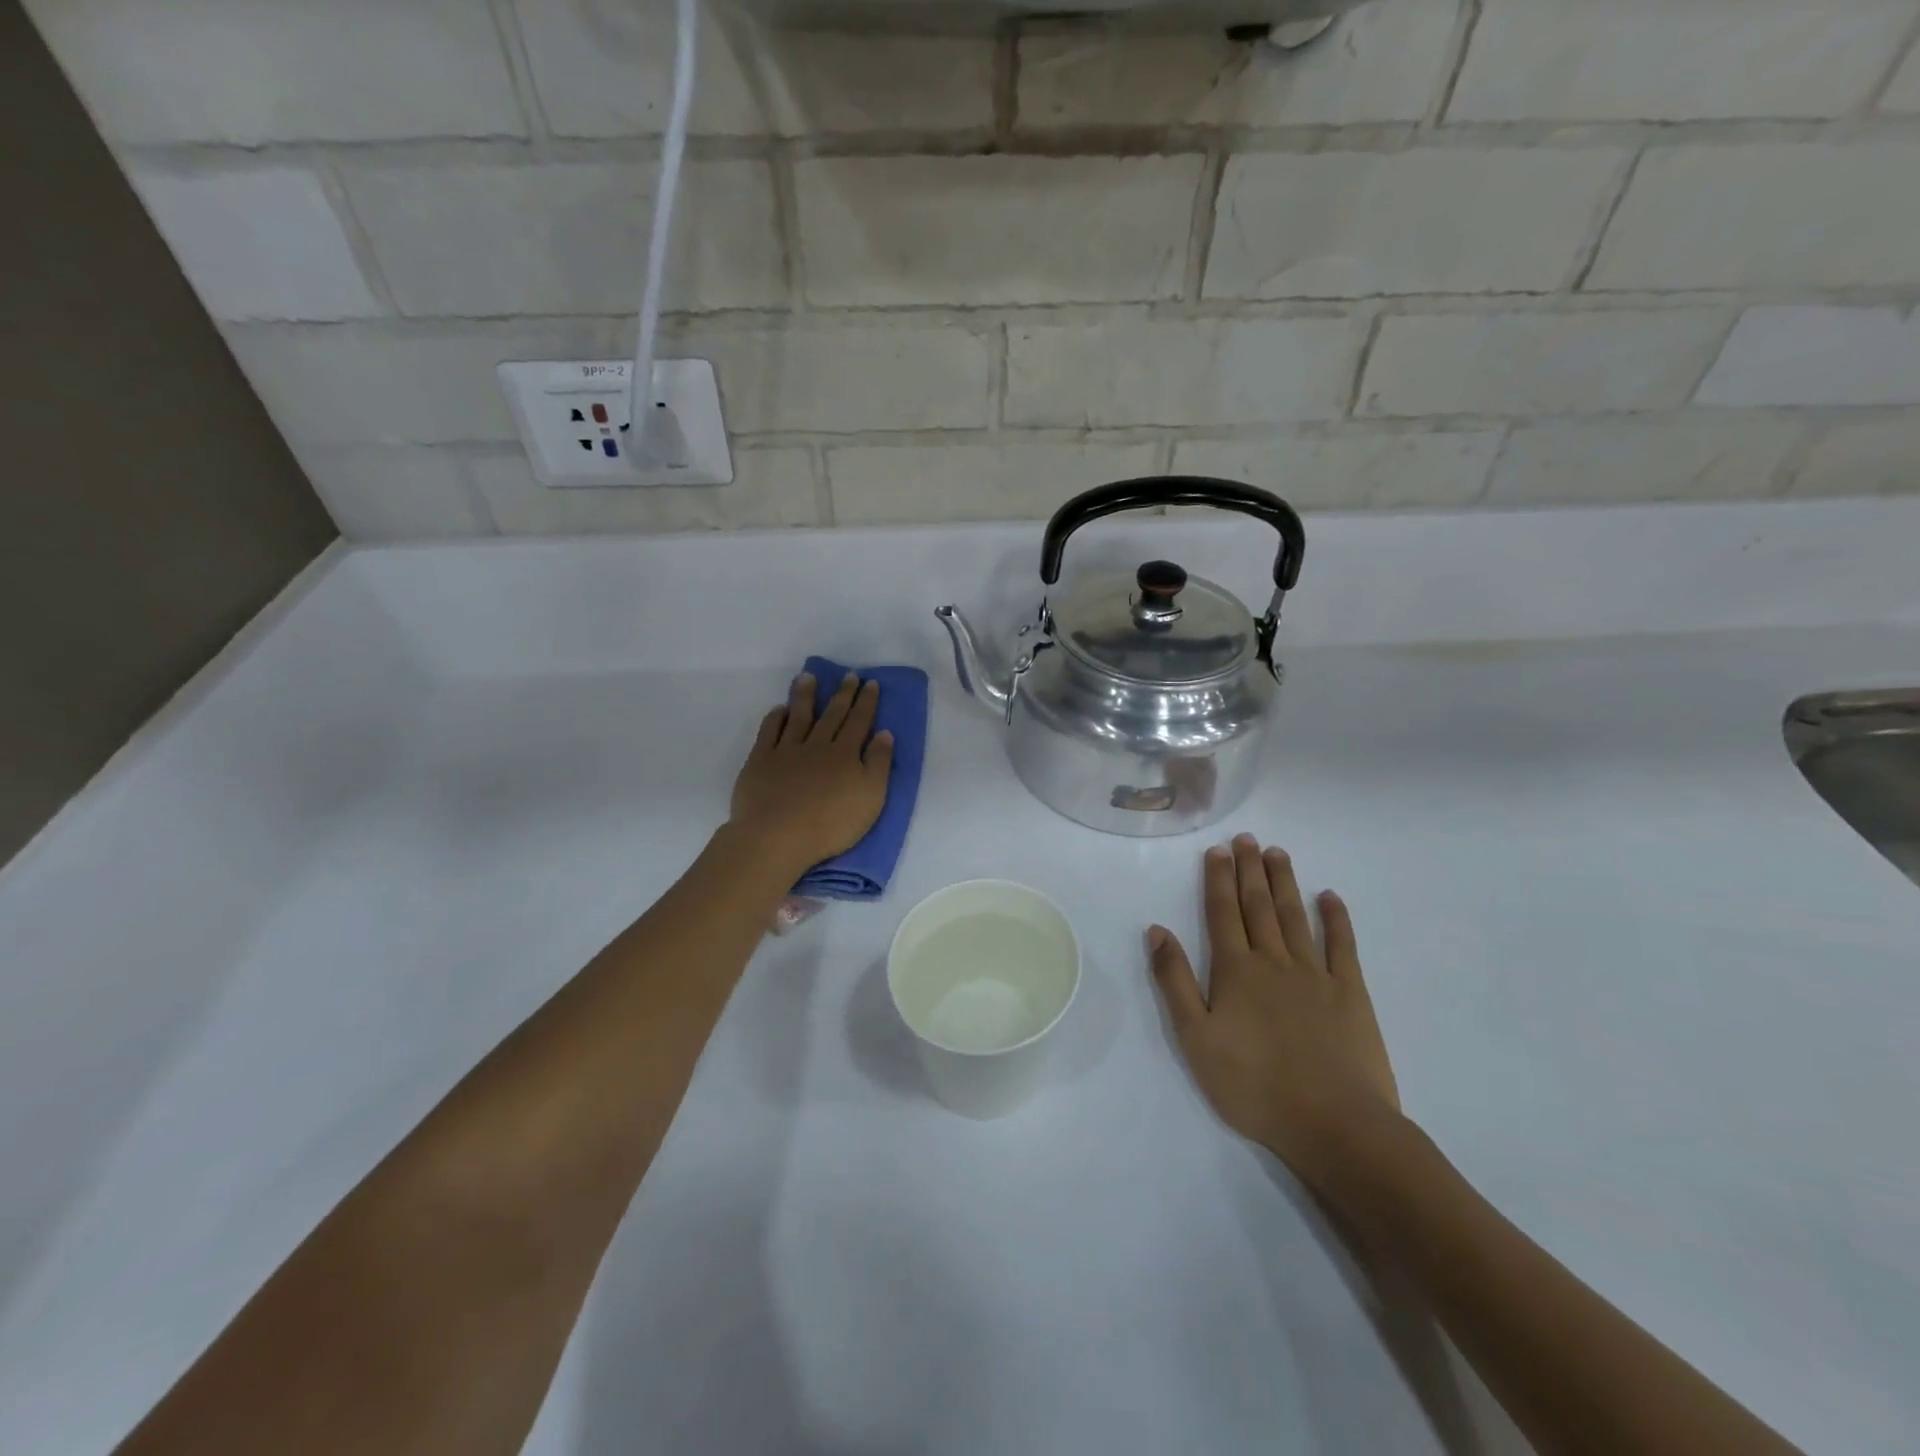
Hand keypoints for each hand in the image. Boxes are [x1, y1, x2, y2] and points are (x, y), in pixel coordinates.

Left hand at [729, 672, 893, 872]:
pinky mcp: (761, 762)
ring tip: (808, 677)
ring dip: (805, 696)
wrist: (778, 837)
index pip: (859, 722)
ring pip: (798, 717)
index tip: (870, 683)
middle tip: (848, 674)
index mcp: (845, 755)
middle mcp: (817, 745)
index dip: (866, 702)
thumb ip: (878, 764)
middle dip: (842, 694)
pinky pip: (769, 732)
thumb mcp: (871, 798)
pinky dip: (775, 718)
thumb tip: (884, 733)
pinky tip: (779, 709)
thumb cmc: (831, 824)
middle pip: (832, 715)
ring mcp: (786, 751)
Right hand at [1148, 835, 1401, 1195]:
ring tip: (1277, 853)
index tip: (1217, 850)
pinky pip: (1343, 946)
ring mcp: (1315, 974)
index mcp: (1235, 971)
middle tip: (1246, 839)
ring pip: (1295, 917)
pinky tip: (1330, 897)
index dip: (1218, 879)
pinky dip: (1336, 919)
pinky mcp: (1351, 993)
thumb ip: (1175, 981)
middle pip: (1258, 906)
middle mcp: (1273, 961)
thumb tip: (1157, 931)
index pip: (1222, 913)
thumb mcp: (1195, 1038)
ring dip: (1284, 883)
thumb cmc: (1254, 1085)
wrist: (1334, 1123)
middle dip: (1249, 870)